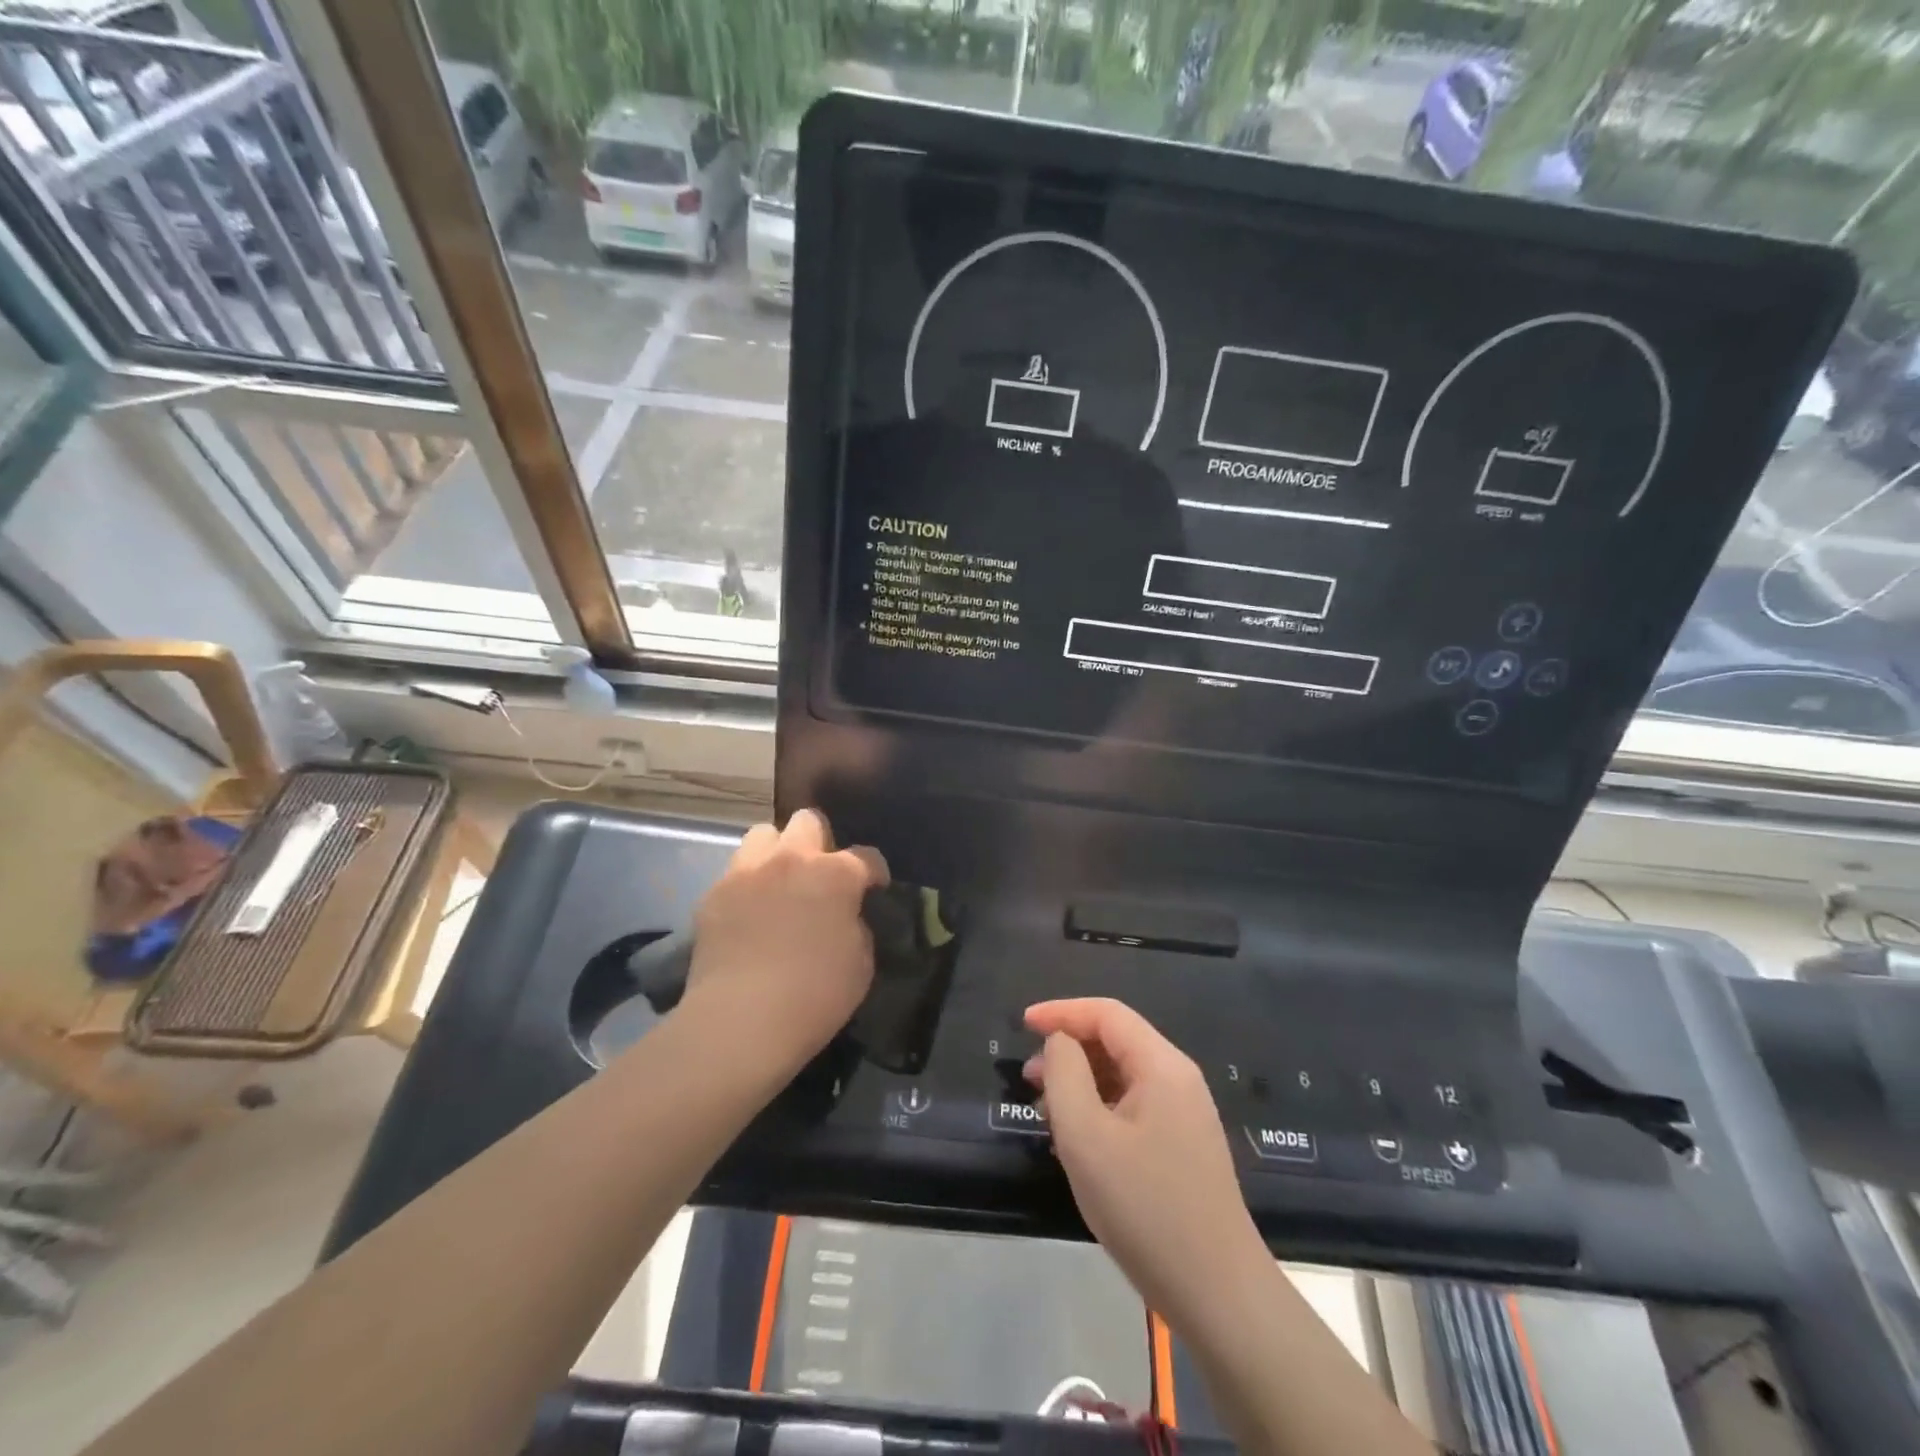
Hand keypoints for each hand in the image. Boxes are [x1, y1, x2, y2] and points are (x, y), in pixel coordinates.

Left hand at [683, 810, 888, 1070]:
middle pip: (808, 822)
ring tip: (779, 883)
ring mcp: (747, 872)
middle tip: (819, 875)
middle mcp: (791, 860)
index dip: (874, 872)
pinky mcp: (713, 894)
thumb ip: (856, 927)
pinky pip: (734, 873)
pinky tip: (748, 913)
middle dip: (819, 842)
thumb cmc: (815, 995)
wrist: (741, 1020)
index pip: (866, 856)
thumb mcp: (861, 964)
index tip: (875, 888)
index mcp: (834, 874)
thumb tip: (846, 918)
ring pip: (763, 834)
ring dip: (776, 853)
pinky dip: (746, 885)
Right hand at [1024, 998, 1265, 1327]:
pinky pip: (1134, 1106)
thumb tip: (1060, 1043)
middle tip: (1029, 1080)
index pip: (1106, 1014)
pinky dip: (1100, 1108)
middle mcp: (1178, 1079)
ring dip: (1081, 1082)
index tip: (1021, 1024)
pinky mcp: (1183, 1146)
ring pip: (1123, 1076)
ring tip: (1047, 1114)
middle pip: (1116, 1041)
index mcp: (1162, 1066)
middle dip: (1069, 1050)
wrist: (1218, 1295)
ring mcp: (1185, 1114)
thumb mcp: (1086, 1136)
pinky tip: (1079, 1141)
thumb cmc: (1145, 1208)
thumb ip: (1065, 1074)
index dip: (1061, 1011)